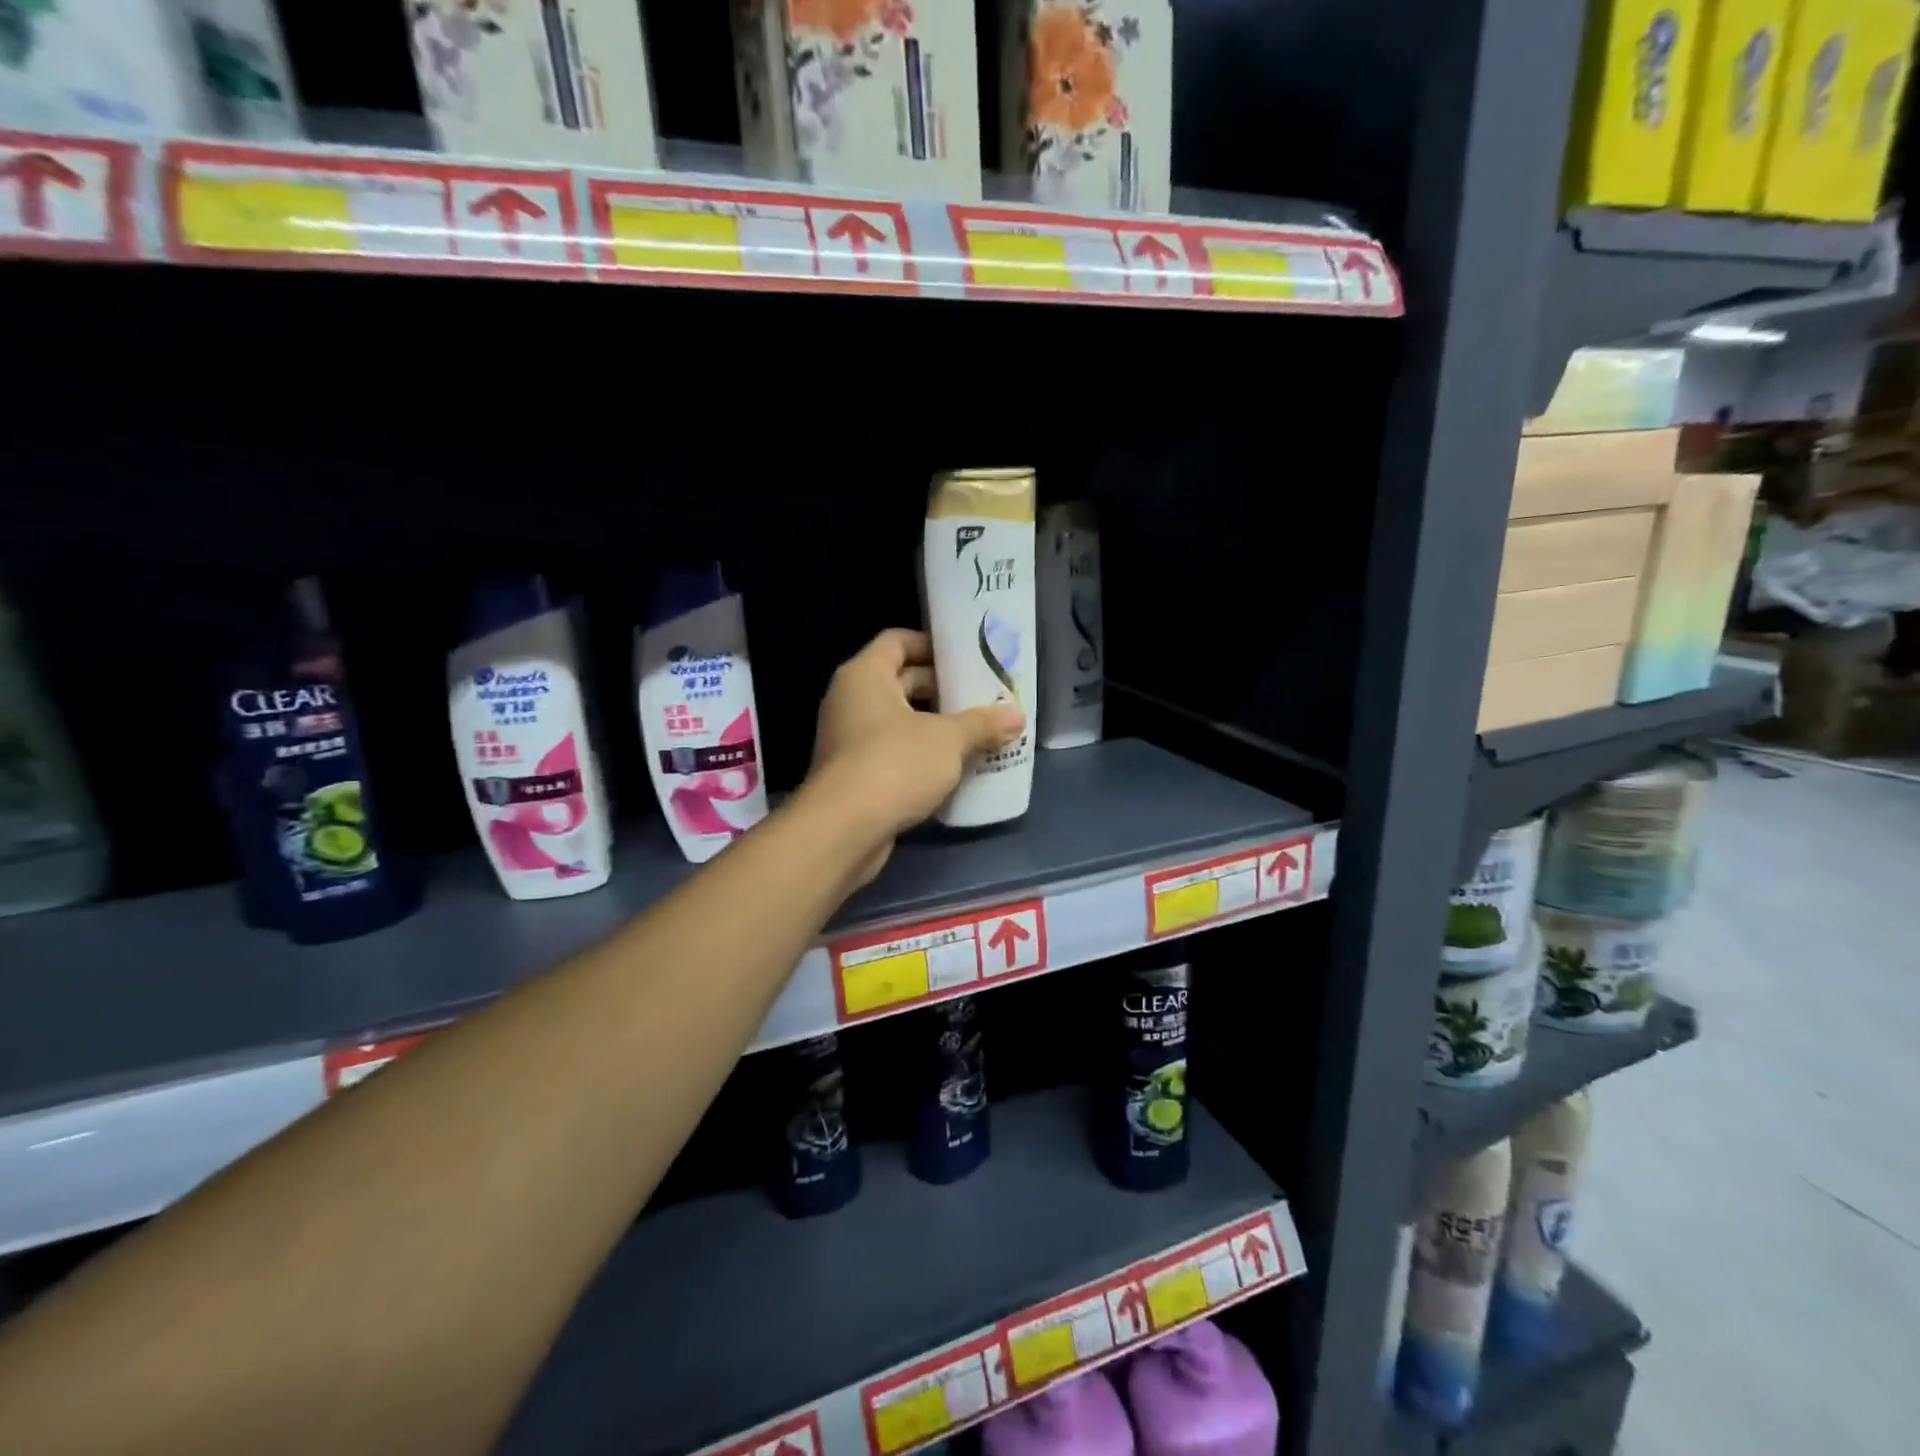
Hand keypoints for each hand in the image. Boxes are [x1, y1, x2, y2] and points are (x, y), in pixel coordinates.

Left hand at [804, 629, 1024, 882]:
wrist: (843, 831)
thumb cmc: (894, 765)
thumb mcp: (947, 740)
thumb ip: (982, 724)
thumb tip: (1016, 716)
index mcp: (865, 676)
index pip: (897, 641)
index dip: (932, 644)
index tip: (967, 658)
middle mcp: (851, 701)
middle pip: (902, 681)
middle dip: (943, 690)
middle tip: (983, 697)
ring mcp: (850, 740)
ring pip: (900, 721)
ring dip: (936, 727)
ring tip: (979, 733)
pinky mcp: (855, 775)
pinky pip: (894, 753)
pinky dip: (922, 756)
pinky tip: (956, 768)